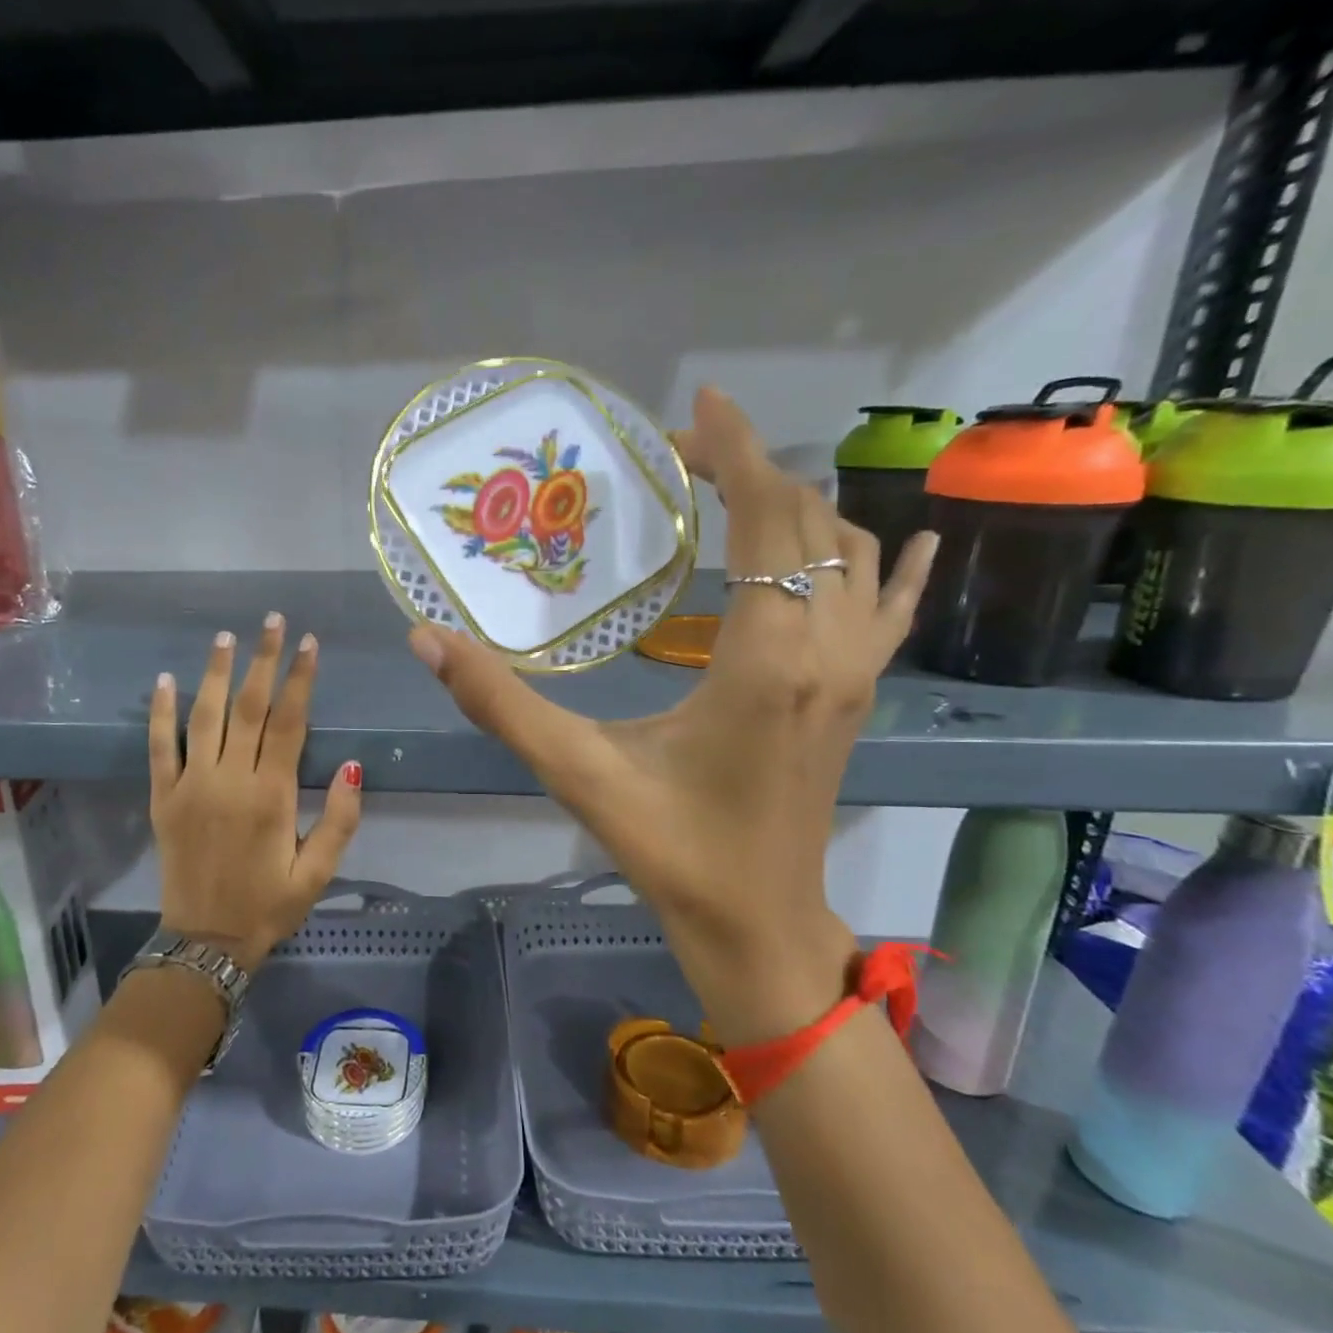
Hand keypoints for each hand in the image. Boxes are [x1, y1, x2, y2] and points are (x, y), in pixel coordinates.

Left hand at [149, 614, 362, 971]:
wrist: (205, 942)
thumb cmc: (269, 905)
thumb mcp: (318, 872)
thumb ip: (340, 818)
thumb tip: (355, 765)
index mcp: (271, 795)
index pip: (289, 722)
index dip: (300, 679)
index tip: (309, 643)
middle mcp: (230, 780)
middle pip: (248, 707)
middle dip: (262, 660)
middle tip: (272, 620)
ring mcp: (191, 786)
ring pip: (204, 716)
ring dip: (215, 673)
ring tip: (226, 636)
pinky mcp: (163, 798)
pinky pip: (160, 748)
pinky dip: (160, 713)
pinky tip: (164, 680)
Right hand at [409, 388, 936, 1042]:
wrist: (758, 924)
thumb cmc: (671, 849)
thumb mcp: (578, 772)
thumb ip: (500, 703)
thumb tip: (427, 640)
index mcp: (764, 658)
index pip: (766, 519)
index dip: (736, 452)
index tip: (698, 407)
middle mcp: (826, 649)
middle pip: (807, 522)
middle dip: (752, 470)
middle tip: (682, 459)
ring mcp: (856, 672)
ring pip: (850, 554)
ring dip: (798, 507)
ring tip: (737, 491)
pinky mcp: (859, 695)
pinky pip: (892, 608)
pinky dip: (893, 563)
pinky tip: (906, 539)